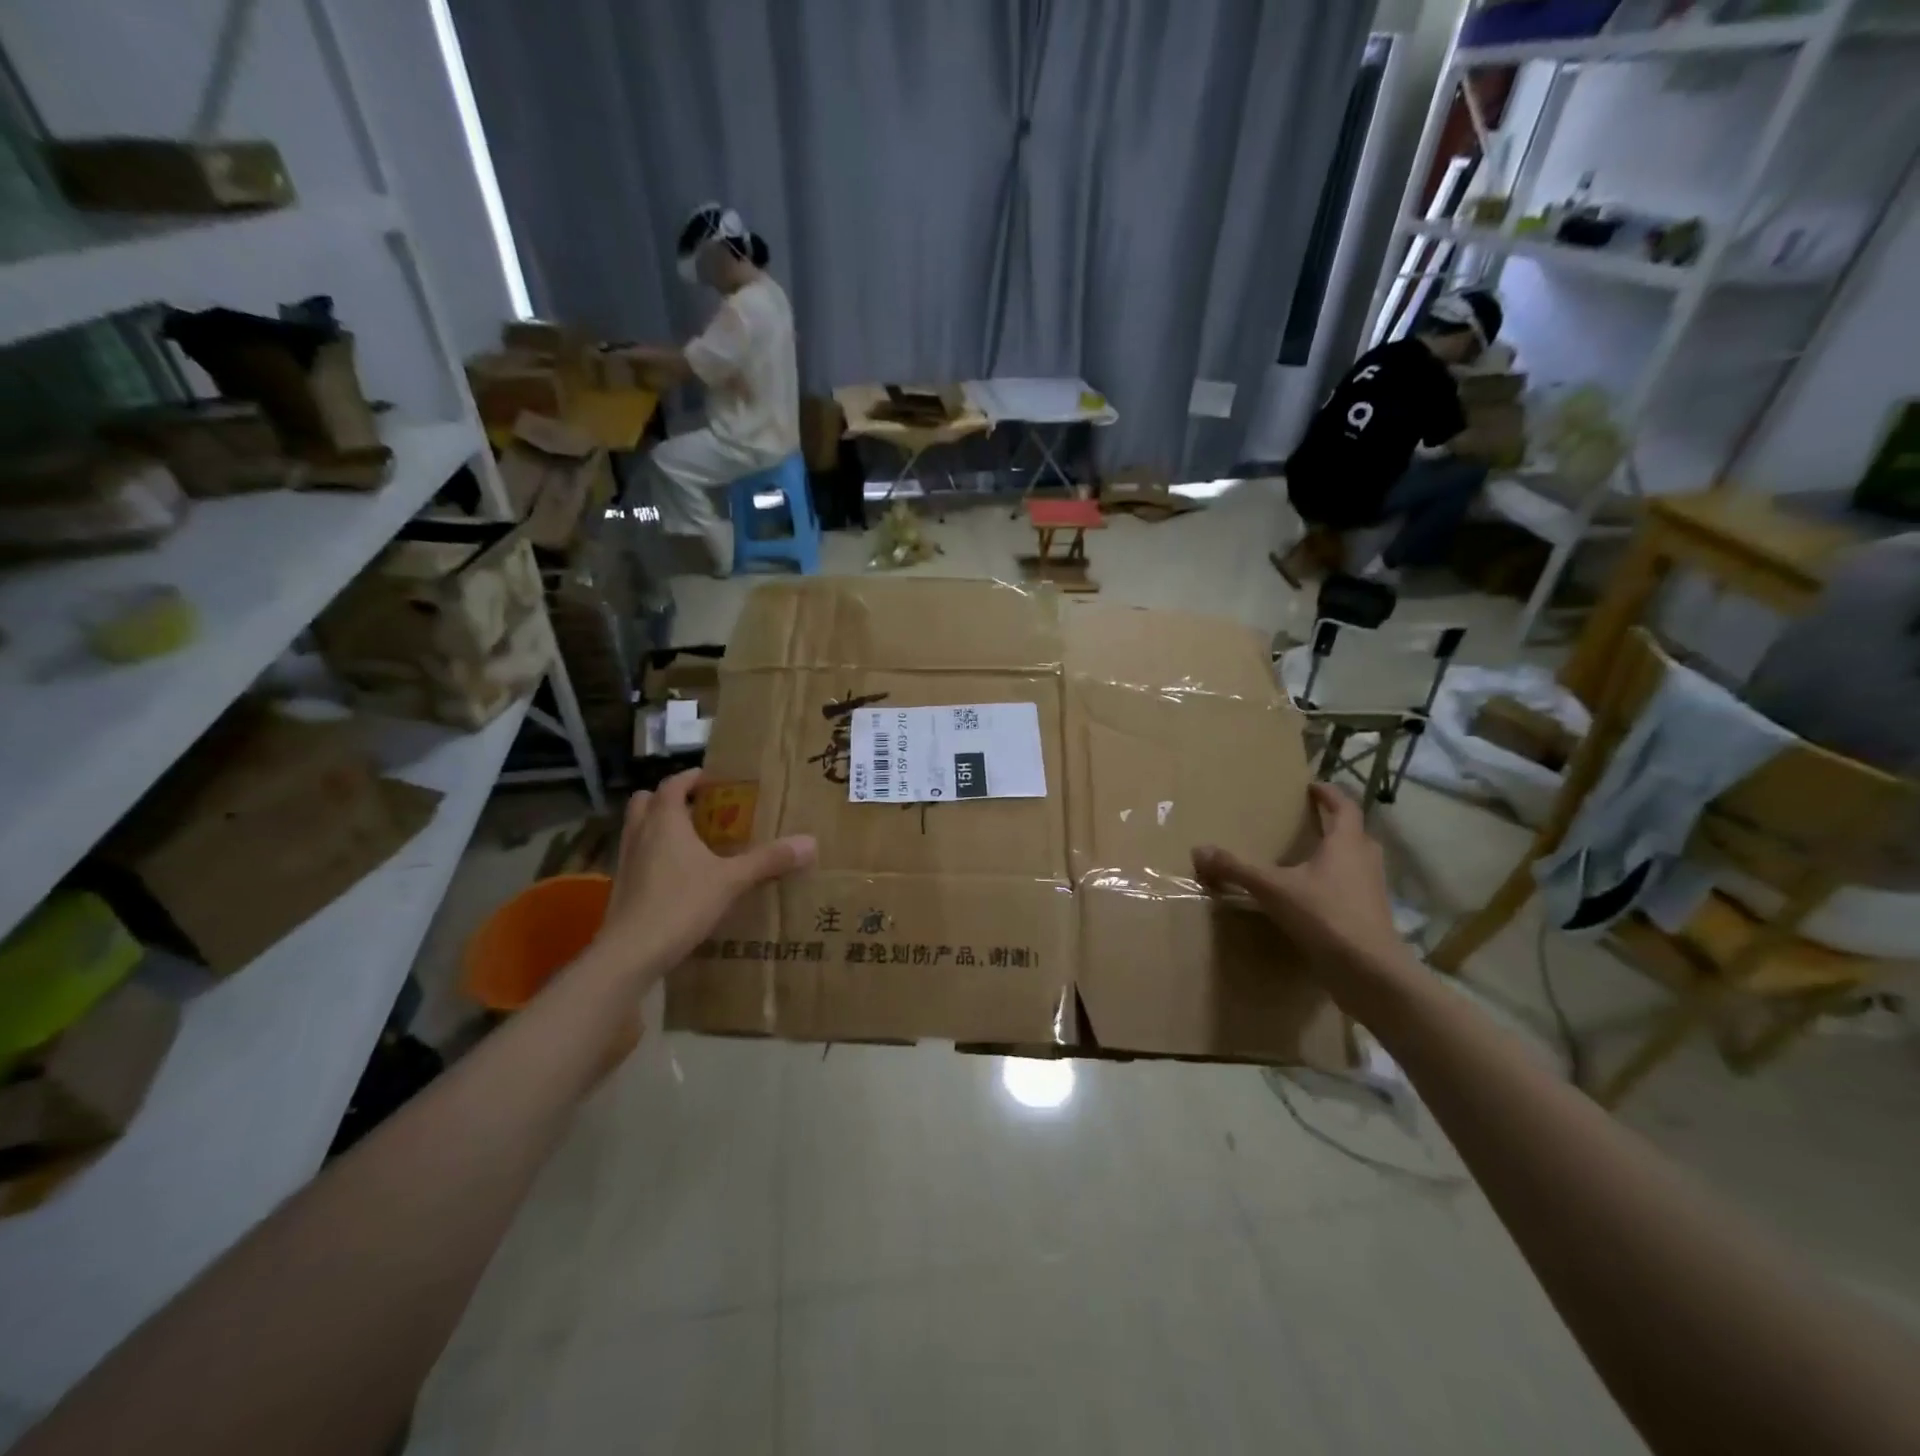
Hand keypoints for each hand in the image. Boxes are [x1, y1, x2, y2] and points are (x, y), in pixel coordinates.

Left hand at [590, 770, 815, 983]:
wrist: (630, 953)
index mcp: (664, 821)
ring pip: (638, 829)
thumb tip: (810, 842)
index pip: (673, 784)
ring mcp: (626, 861)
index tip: (714, 780)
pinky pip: (638, 856)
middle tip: (701, 809)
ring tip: (692, 840)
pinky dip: (654, 854)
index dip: (692, 778)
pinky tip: (678, 874)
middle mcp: (640, 833)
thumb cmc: (680, 904)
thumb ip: (768, 860)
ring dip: (660, 826)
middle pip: (647, 801)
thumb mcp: (732, 881)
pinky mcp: (622, 887)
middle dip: (671, 799)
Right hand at [1192, 784, 1404, 977]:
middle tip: (1310, 821)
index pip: (1344, 807)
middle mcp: (1365, 861)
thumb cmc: (1325, 916)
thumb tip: (1198, 850)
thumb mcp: (1273, 889)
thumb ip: (1236, 869)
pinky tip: (1313, 897)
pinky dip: (1336, 885)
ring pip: (1357, 862)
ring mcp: (1372, 891)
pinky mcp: (1370, 917)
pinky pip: (1353, 889)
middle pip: (1355, 833)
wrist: (1370, 972)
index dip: (1329, 794)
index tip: (1312, 786)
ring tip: (1309, 858)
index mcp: (1347, 844)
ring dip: (1338, 855)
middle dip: (1335, 824)